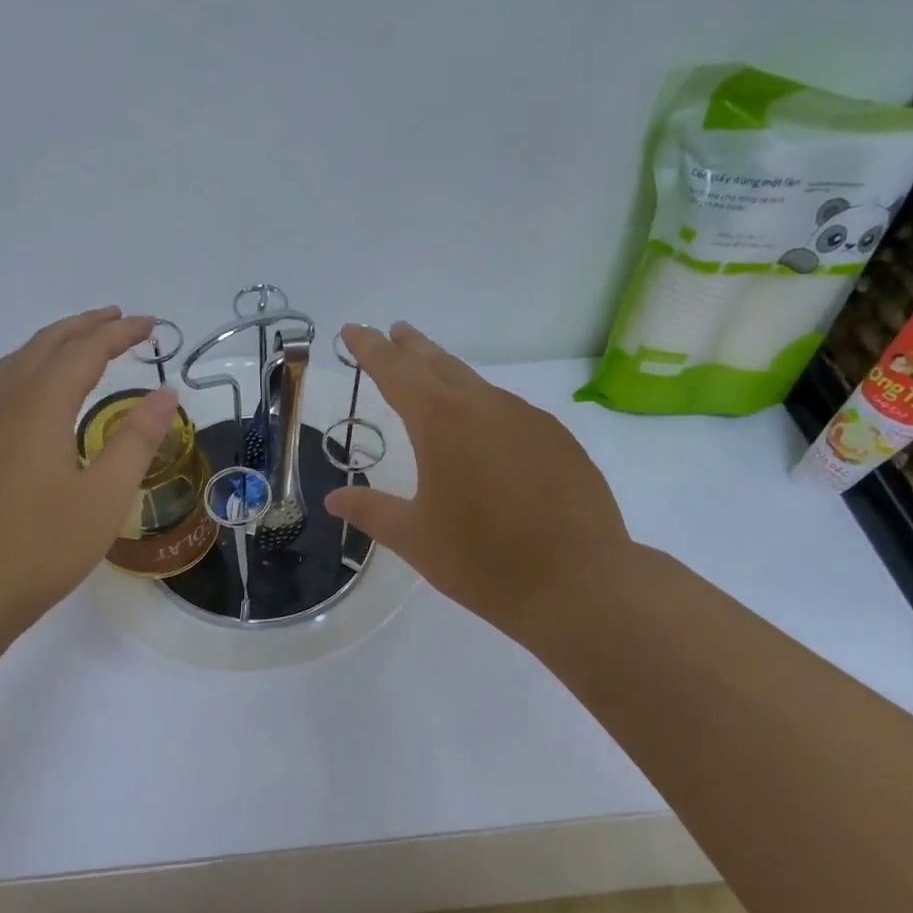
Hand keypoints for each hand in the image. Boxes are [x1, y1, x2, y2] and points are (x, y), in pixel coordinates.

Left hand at [0, 307, 178, 646]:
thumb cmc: (43, 547)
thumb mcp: (105, 496)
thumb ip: (136, 440)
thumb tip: (164, 394)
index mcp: (40, 406)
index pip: (85, 351)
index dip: (119, 333)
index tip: (151, 325)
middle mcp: (4, 402)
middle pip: (46, 344)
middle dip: (85, 326)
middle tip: (121, 320)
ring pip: (17, 361)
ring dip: (54, 342)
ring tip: (83, 342)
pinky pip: (2, 384)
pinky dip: (31, 366)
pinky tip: (41, 390)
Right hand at [324, 322, 635, 648]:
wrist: (580, 583)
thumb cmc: (483, 560)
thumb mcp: (414, 538)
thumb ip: (371, 511)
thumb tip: (333, 500)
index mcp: (440, 423)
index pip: (395, 371)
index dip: (369, 348)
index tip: (353, 329)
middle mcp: (484, 407)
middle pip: (439, 364)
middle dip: (411, 347)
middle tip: (394, 331)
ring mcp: (527, 419)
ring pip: (477, 385)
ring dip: (449, 375)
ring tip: (434, 376)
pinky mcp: (558, 439)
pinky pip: (510, 411)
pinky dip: (485, 407)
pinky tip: (485, 431)